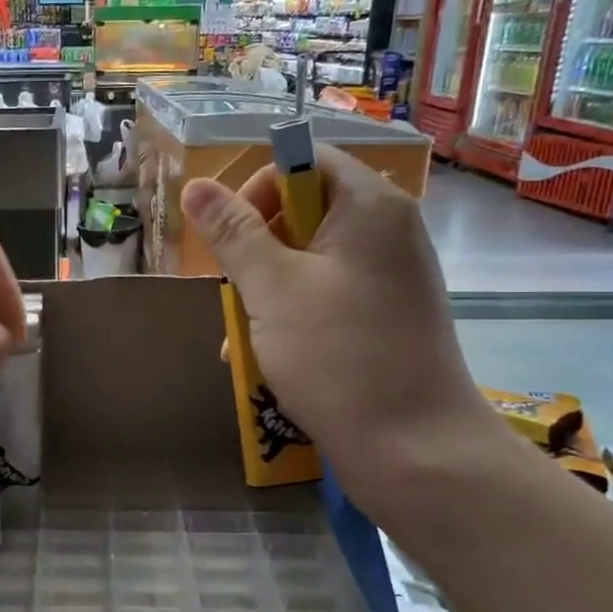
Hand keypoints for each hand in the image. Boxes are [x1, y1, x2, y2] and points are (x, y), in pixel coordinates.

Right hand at [181, 147, 497, 503]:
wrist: (416, 451)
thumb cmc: (339, 357)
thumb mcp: (272, 289)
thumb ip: (233, 233)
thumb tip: (196, 186)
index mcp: (370, 206)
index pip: (305, 161)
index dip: (257, 188)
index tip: (228, 238)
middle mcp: (388, 231)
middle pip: (305, 210)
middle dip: (256, 249)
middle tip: (234, 292)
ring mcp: (391, 277)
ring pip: (310, 260)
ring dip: (267, 290)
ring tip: (241, 335)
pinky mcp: (387, 316)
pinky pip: (329, 295)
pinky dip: (294, 314)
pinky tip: (266, 356)